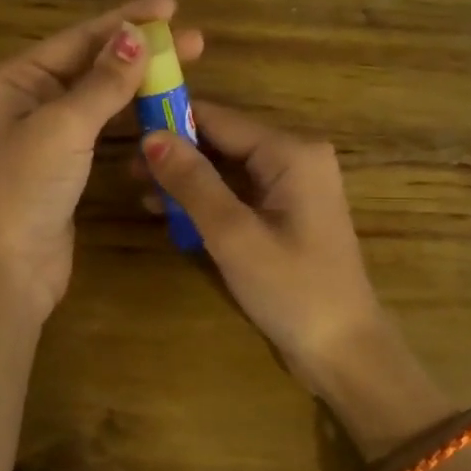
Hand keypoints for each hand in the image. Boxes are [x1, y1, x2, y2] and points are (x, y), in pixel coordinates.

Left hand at [0, 0, 203, 319]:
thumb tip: (135, 34)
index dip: (127, 19)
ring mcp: (46, 129)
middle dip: (140, 49)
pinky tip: (160, 102)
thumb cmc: (27, 187)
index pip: (78, 38)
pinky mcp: (65, 159)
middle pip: (91, 62)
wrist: (12, 266)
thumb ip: (103, 81)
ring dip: (140, 80)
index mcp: (14, 79)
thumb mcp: (65, 126)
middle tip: (194, 41)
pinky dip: (130, 111)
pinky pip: (102, 122)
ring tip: (186, 66)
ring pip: (100, 93)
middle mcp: (27, 97)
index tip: (172, 7)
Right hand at [136, 101, 387, 388]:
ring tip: (142, 194)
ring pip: (227, 166)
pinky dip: (207, 199)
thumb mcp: (234, 234)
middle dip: (176, 154)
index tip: (126, 130)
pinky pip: (239, 191)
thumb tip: (150, 136)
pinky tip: (173, 215)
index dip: (170, 121)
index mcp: (291, 152)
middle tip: (128, 173)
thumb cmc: (292, 290)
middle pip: (222, 140)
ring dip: (187, 179)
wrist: (344, 351)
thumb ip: (192, 182)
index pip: (218, 118)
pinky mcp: (287, 211)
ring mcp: (293, 185)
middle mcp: (296, 156)